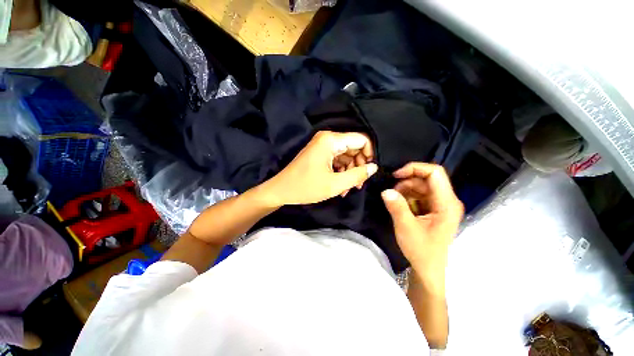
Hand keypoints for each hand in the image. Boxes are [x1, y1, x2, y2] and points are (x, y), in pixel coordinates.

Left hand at [261, 131, 377, 205]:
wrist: (281, 190)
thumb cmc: (306, 187)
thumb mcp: (335, 184)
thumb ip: (357, 175)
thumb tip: (374, 167)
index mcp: (331, 140)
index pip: (362, 139)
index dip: (370, 154)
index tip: (370, 171)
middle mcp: (328, 138)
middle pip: (354, 147)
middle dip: (359, 166)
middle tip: (359, 183)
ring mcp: (322, 146)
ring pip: (346, 155)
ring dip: (350, 171)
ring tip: (349, 188)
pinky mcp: (320, 153)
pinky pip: (337, 159)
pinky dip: (341, 171)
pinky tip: (341, 186)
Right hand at [381, 163, 463, 293]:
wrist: (428, 269)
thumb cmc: (421, 251)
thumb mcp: (406, 227)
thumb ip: (396, 206)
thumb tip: (385, 190)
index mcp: (447, 204)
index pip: (435, 173)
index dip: (415, 168)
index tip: (396, 176)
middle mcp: (447, 201)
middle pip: (427, 179)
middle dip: (407, 182)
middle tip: (392, 193)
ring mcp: (441, 205)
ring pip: (422, 186)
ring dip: (406, 189)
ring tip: (395, 201)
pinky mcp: (434, 209)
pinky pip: (420, 195)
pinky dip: (408, 196)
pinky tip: (400, 205)